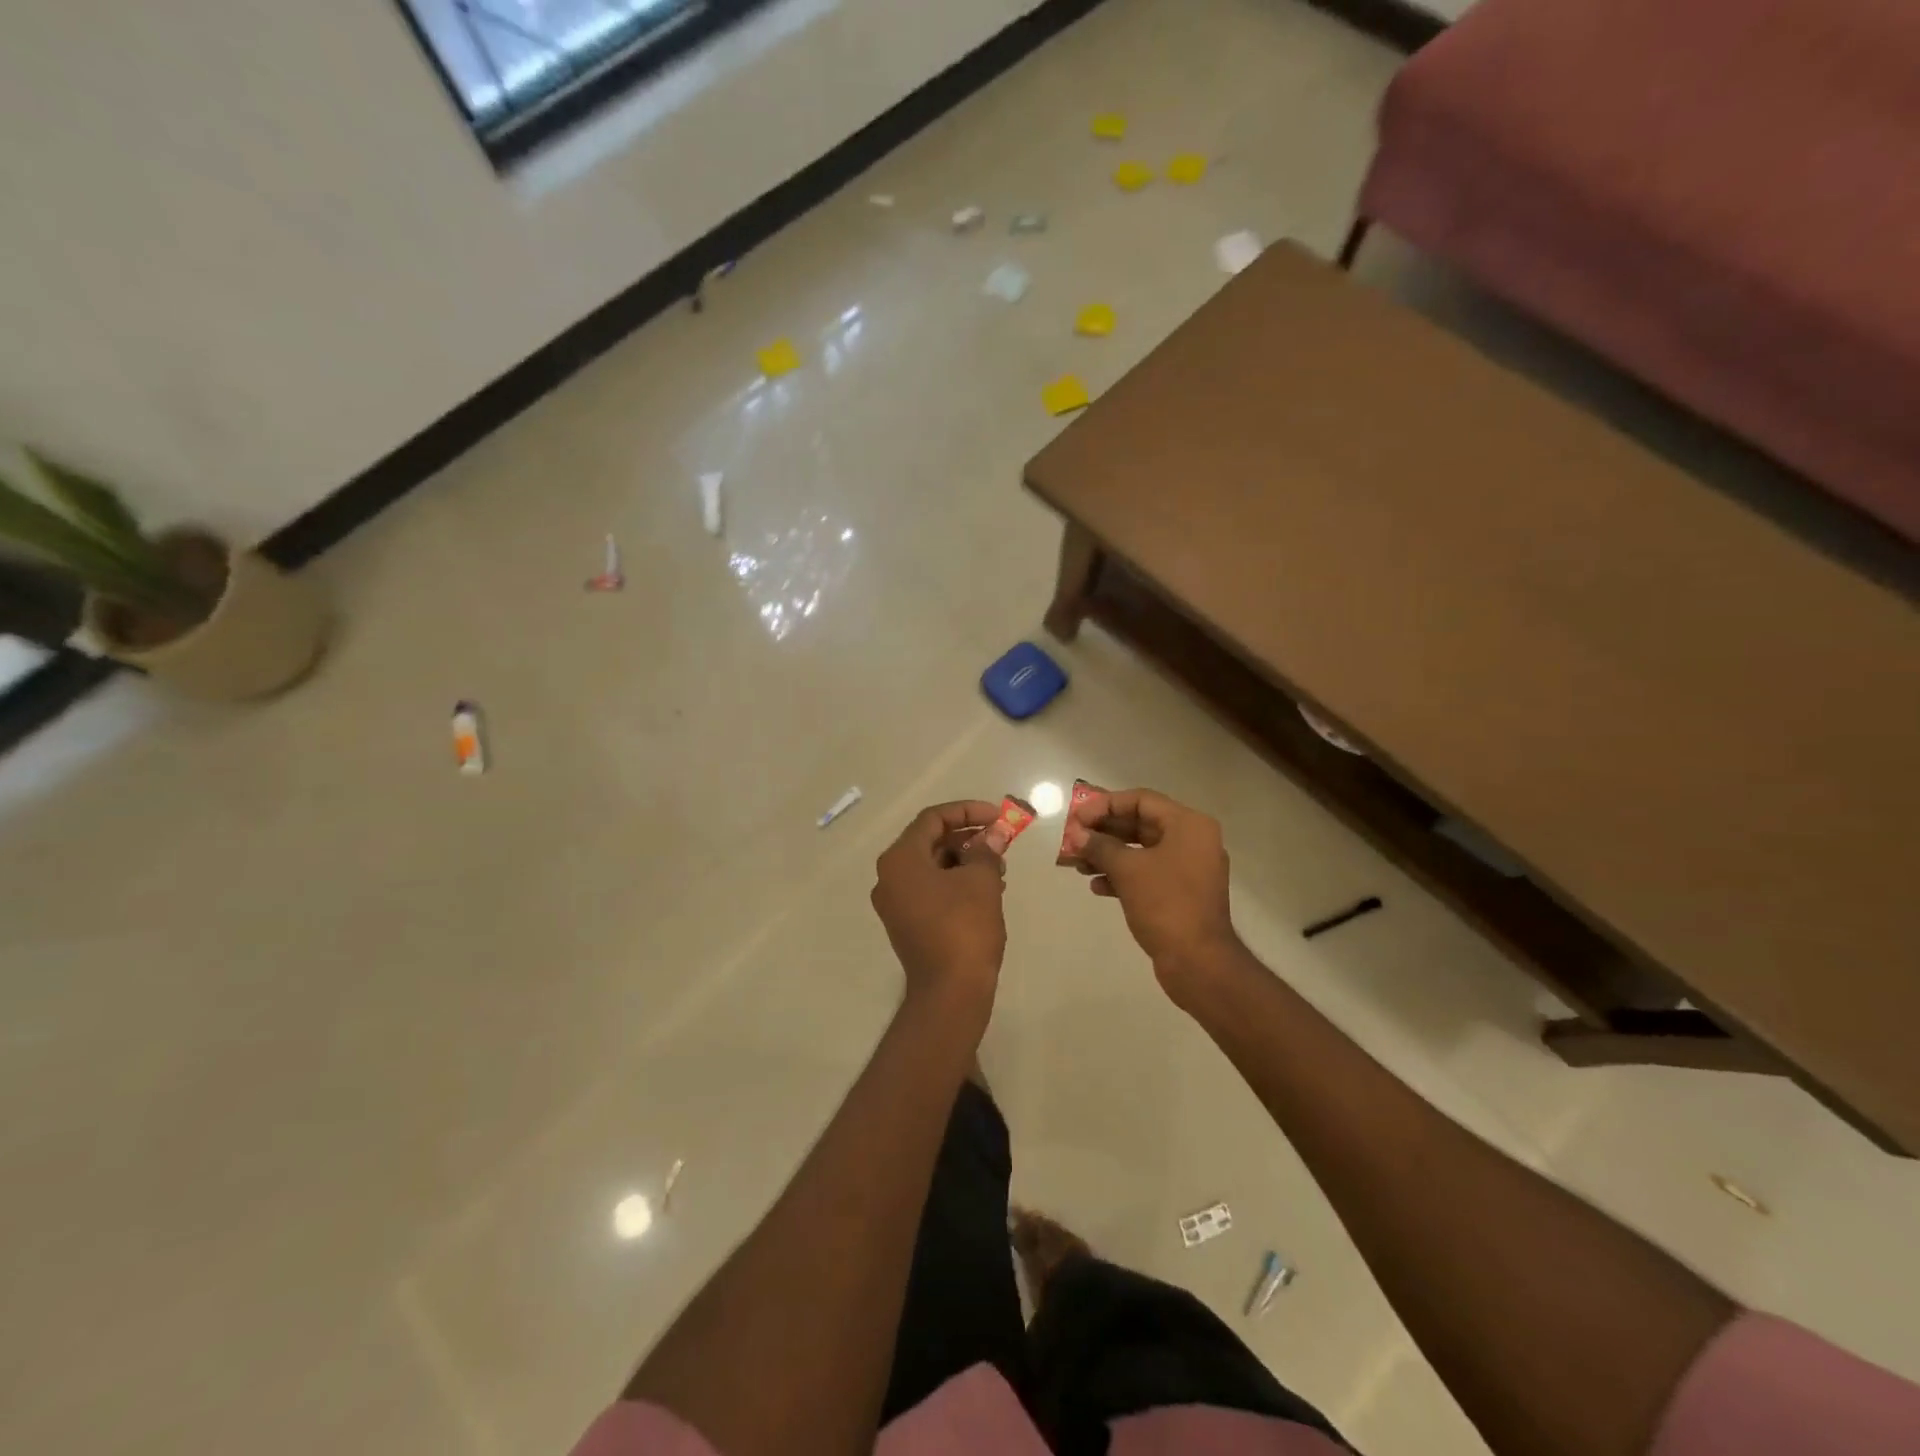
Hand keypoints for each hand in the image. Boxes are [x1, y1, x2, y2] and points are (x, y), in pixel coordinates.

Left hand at [870, 800, 1007, 1025]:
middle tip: (1001, 842)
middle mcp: (890, 876)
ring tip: (999, 869)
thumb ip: (986, 850)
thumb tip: (994, 835)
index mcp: (901, 859)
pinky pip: (930, 889)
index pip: (933, 819)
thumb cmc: (964, 928)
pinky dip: (956, 882)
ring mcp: (895, 902)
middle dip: (968, 838)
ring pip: (932, 866)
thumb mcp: (981, 881)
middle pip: (930, 841)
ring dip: (965, 860)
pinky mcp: (906, 923)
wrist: (950, 992)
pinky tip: (987, 890)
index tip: (998, 817)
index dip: (968, 811)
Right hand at [1074, 788, 1242, 1004]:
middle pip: (1139, 824)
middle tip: (1072, 839)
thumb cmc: (1166, 905)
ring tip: (1075, 864)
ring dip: (1107, 855)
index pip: (1140, 800)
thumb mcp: (1128, 870)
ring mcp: (1188, 868)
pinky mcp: (1181, 893)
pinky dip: (1122, 875)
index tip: (1076, 818)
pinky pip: (1147, 873)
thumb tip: (1076, 834)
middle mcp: (1192, 840)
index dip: (1104, 806)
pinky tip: (1096, 886)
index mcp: (1188, 825)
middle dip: (1102, 832)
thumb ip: (1099, 846)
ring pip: (1140, 851)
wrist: (1199, 962)